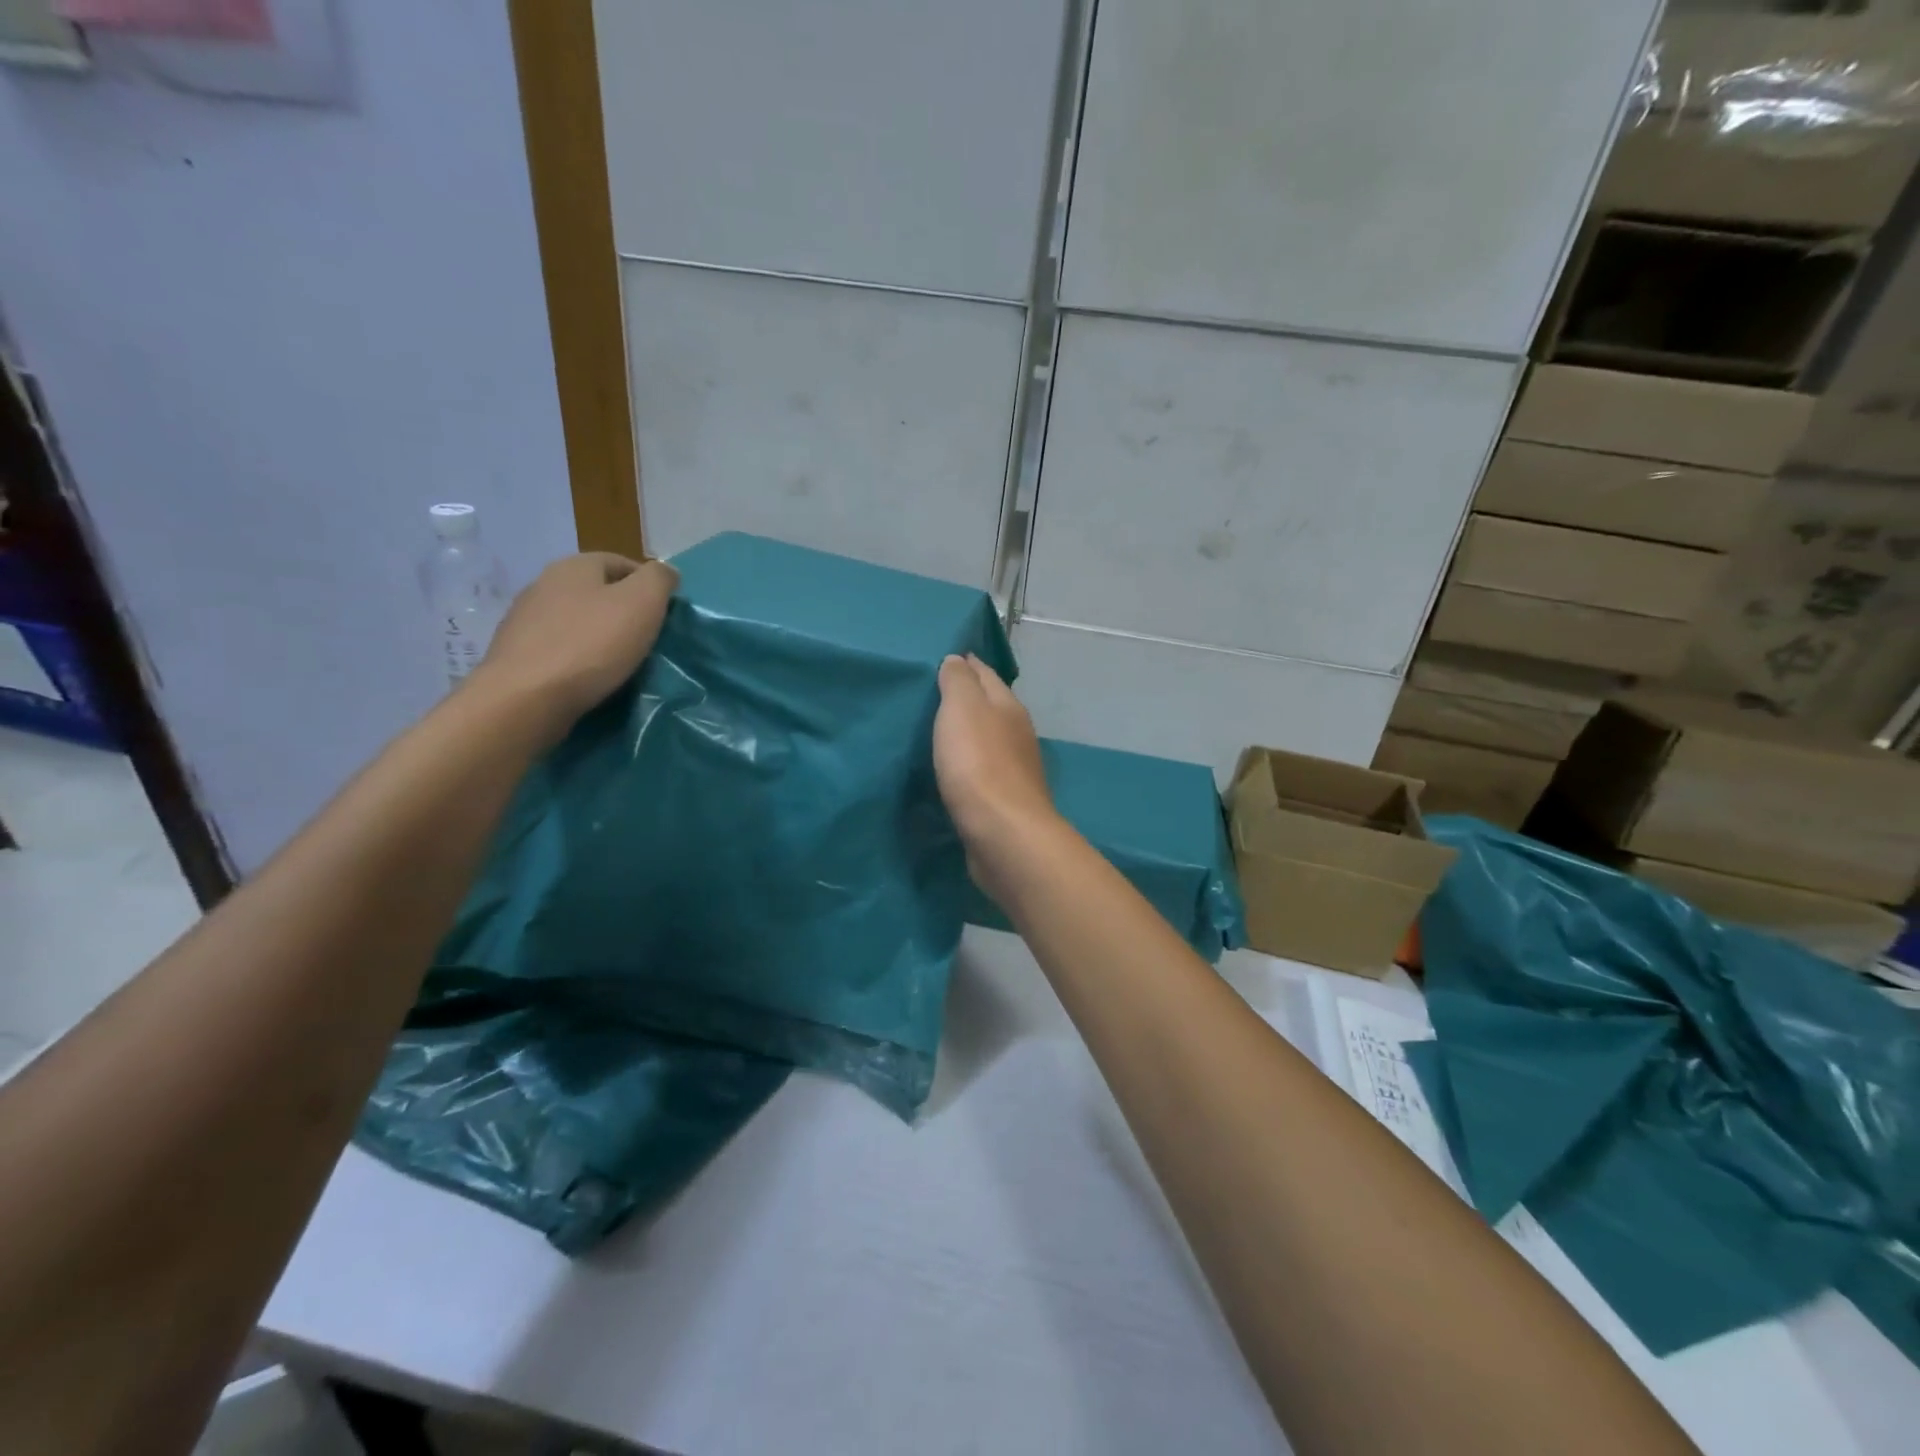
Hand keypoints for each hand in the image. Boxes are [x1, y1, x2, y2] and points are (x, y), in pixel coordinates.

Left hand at [471, 552, 677, 732]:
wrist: (526, 698)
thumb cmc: (592, 644)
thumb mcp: (643, 603)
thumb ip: (659, 579)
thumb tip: (665, 571)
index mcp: (574, 566)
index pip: (620, 562)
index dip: (648, 584)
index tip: (665, 613)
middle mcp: (543, 584)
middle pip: (596, 591)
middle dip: (622, 610)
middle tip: (647, 638)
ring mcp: (524, 620)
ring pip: (575, 620)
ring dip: (599, 635)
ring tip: (620, 662)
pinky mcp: (516, 654)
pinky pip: (558, 649)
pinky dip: (578, 658)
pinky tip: (589, 678)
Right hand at [933, 655, 1060, 893]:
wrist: (1003, 834)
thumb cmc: (978, 764)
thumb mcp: (962, 709)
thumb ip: (958, 681)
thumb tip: (958, 659)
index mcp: (1008, 707)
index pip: (986, 674)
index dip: (966, 663)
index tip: (943, 657)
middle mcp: (1016, 734)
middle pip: (990, 707)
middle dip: (966, 699)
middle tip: (931, 694)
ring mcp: (1014, 770)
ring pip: (987, 740)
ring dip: (967, 734)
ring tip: (936, 731)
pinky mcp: (1004, 801)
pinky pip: (981, 772)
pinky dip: (967, 765)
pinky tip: (950, 770)